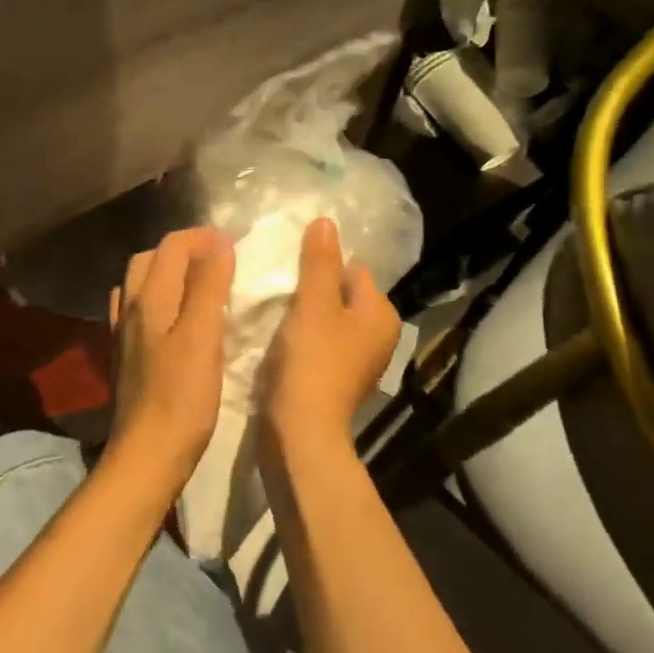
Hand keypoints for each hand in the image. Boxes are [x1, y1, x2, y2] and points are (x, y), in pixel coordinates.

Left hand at [108, 227, 235, 486]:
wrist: (147, 456)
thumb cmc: (181, 398)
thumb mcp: (202, 336)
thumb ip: (208, 285)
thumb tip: (218, 241)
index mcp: (149, 298)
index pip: (171, 246)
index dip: (202, 237)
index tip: (235, 245)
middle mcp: (130, 309)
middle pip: (150, 260)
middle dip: (183, 250)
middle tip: (219, 260)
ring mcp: (124, 335)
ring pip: (140, 286)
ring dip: (168, 274)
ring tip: (200, 284)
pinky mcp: (126, 358)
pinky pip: (139, 312)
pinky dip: (159, 302)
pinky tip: (177, 320)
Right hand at [261, 217, 401, 464]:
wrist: (301, 432)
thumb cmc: (313, 362)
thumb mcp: (314, 303)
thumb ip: (319, 261)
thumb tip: (326, 221)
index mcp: (381, 314)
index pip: (352, 269)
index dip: (321, 265)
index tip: (289, 268)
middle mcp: (377, 336)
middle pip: (338, 294)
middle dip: (310, 289)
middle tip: (277, 286)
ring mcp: (356, 360)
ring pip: (325, 319)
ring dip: (301, 313)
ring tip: (272, 309)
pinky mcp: (333, 379)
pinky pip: (317, 343)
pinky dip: (299, 337)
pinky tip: (277, 338)